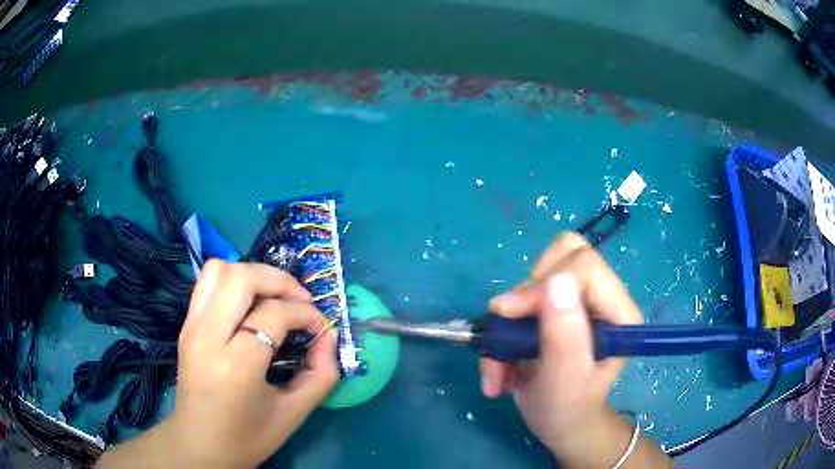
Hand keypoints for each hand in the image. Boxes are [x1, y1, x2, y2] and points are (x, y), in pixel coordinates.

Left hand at [169, 260, 338, 466]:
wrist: (200, 446)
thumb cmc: (248, 438)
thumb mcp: (294, 413)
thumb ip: (321, 373)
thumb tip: (329, 336)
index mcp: (236, 364)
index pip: (275, 314)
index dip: (306, 314)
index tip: (321, 328)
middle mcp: (207, 336)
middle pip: (241, 277)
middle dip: (279, 280)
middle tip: (299, 301)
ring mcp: (191, 327)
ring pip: (218, 270)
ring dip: (252, 275)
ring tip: (273, 298)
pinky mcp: (185, 326)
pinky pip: (207, 284)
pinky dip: (232, 283)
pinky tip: (249, 306)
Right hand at [481, 233, 642, 453]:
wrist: (559, 425)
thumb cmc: (566, 410)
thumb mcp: (564, 381)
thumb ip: (565, 336)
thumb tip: (556, 281)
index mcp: (619, 313)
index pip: (586, 266)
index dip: (545, 285)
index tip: (513, 317)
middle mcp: (602, 298)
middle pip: (563, 256)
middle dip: (527, 296)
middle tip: (510, 335)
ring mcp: (579, 299)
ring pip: (538, 272)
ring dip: (509, 317)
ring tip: (501, 361)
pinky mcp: (556, 306)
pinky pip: (523, 293)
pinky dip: (504, 326)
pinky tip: (502, 361)